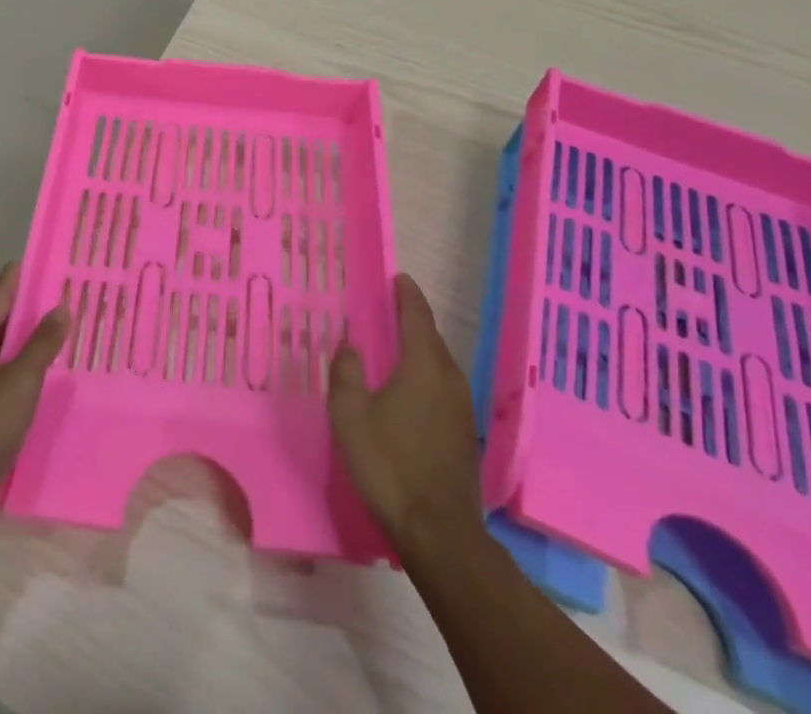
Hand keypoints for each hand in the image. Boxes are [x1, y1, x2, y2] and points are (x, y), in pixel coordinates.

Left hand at [0, 263, 69, 527]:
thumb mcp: (21, 381)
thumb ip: (42, 343)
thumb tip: (61, 307)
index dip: (19, 280)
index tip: (39, 262)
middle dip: (23, 312)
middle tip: (56, 299)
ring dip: (17, 342)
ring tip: (49, 333)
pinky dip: (8, 366)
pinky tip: (29, 373)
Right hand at [328, 272, 480, 547]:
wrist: (439, 533)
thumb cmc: (389, 464)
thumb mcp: (350, 415)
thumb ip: (346, 372)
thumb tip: (350, 345)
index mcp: (423, 364)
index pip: (417, 315)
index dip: (406, 293)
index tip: (396, 277)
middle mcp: (449, 377)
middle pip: (430, 337)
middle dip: (411, 319)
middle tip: (386, 310)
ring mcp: (462, 407)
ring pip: (438, 363)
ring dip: (418, 349)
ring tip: (393, 346)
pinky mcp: (464, 433)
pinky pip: (442, 386)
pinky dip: (425, 374)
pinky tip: (407, 390)